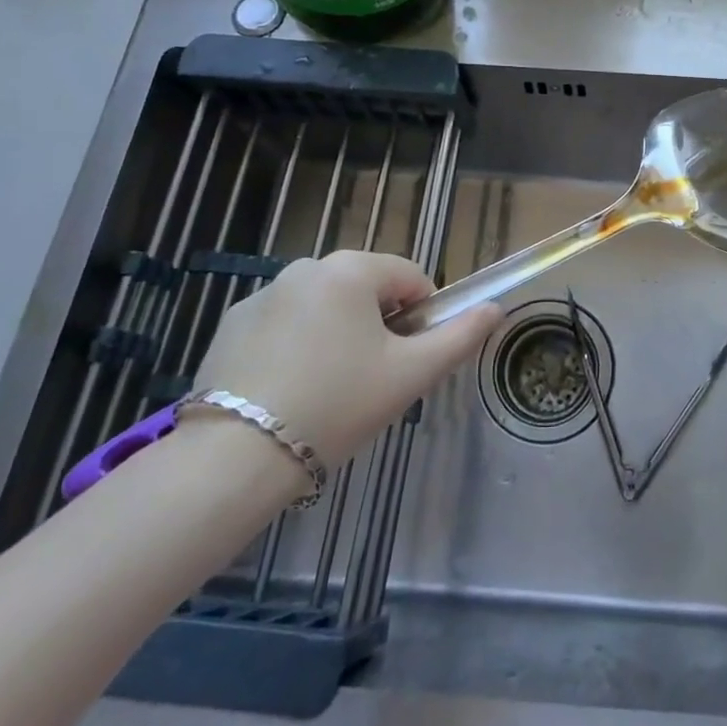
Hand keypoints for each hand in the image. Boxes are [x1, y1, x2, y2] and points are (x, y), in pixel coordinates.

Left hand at [192, 251, 500, 469]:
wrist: (235, 458)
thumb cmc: (337, 405)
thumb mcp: (410, 374)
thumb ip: (460, 336)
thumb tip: (495, 308)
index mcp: (353, 269)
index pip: (410, 277)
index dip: (420, 318)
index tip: (406, 361)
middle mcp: (307, 266)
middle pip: (365, 289)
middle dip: (377, 326)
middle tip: (369, 380)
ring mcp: (264, 293)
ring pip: (324, 306)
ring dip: (336, 334)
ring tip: (325, 390)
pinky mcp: (231, 323)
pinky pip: (283, 323)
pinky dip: (295, 345)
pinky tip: (286, 390)